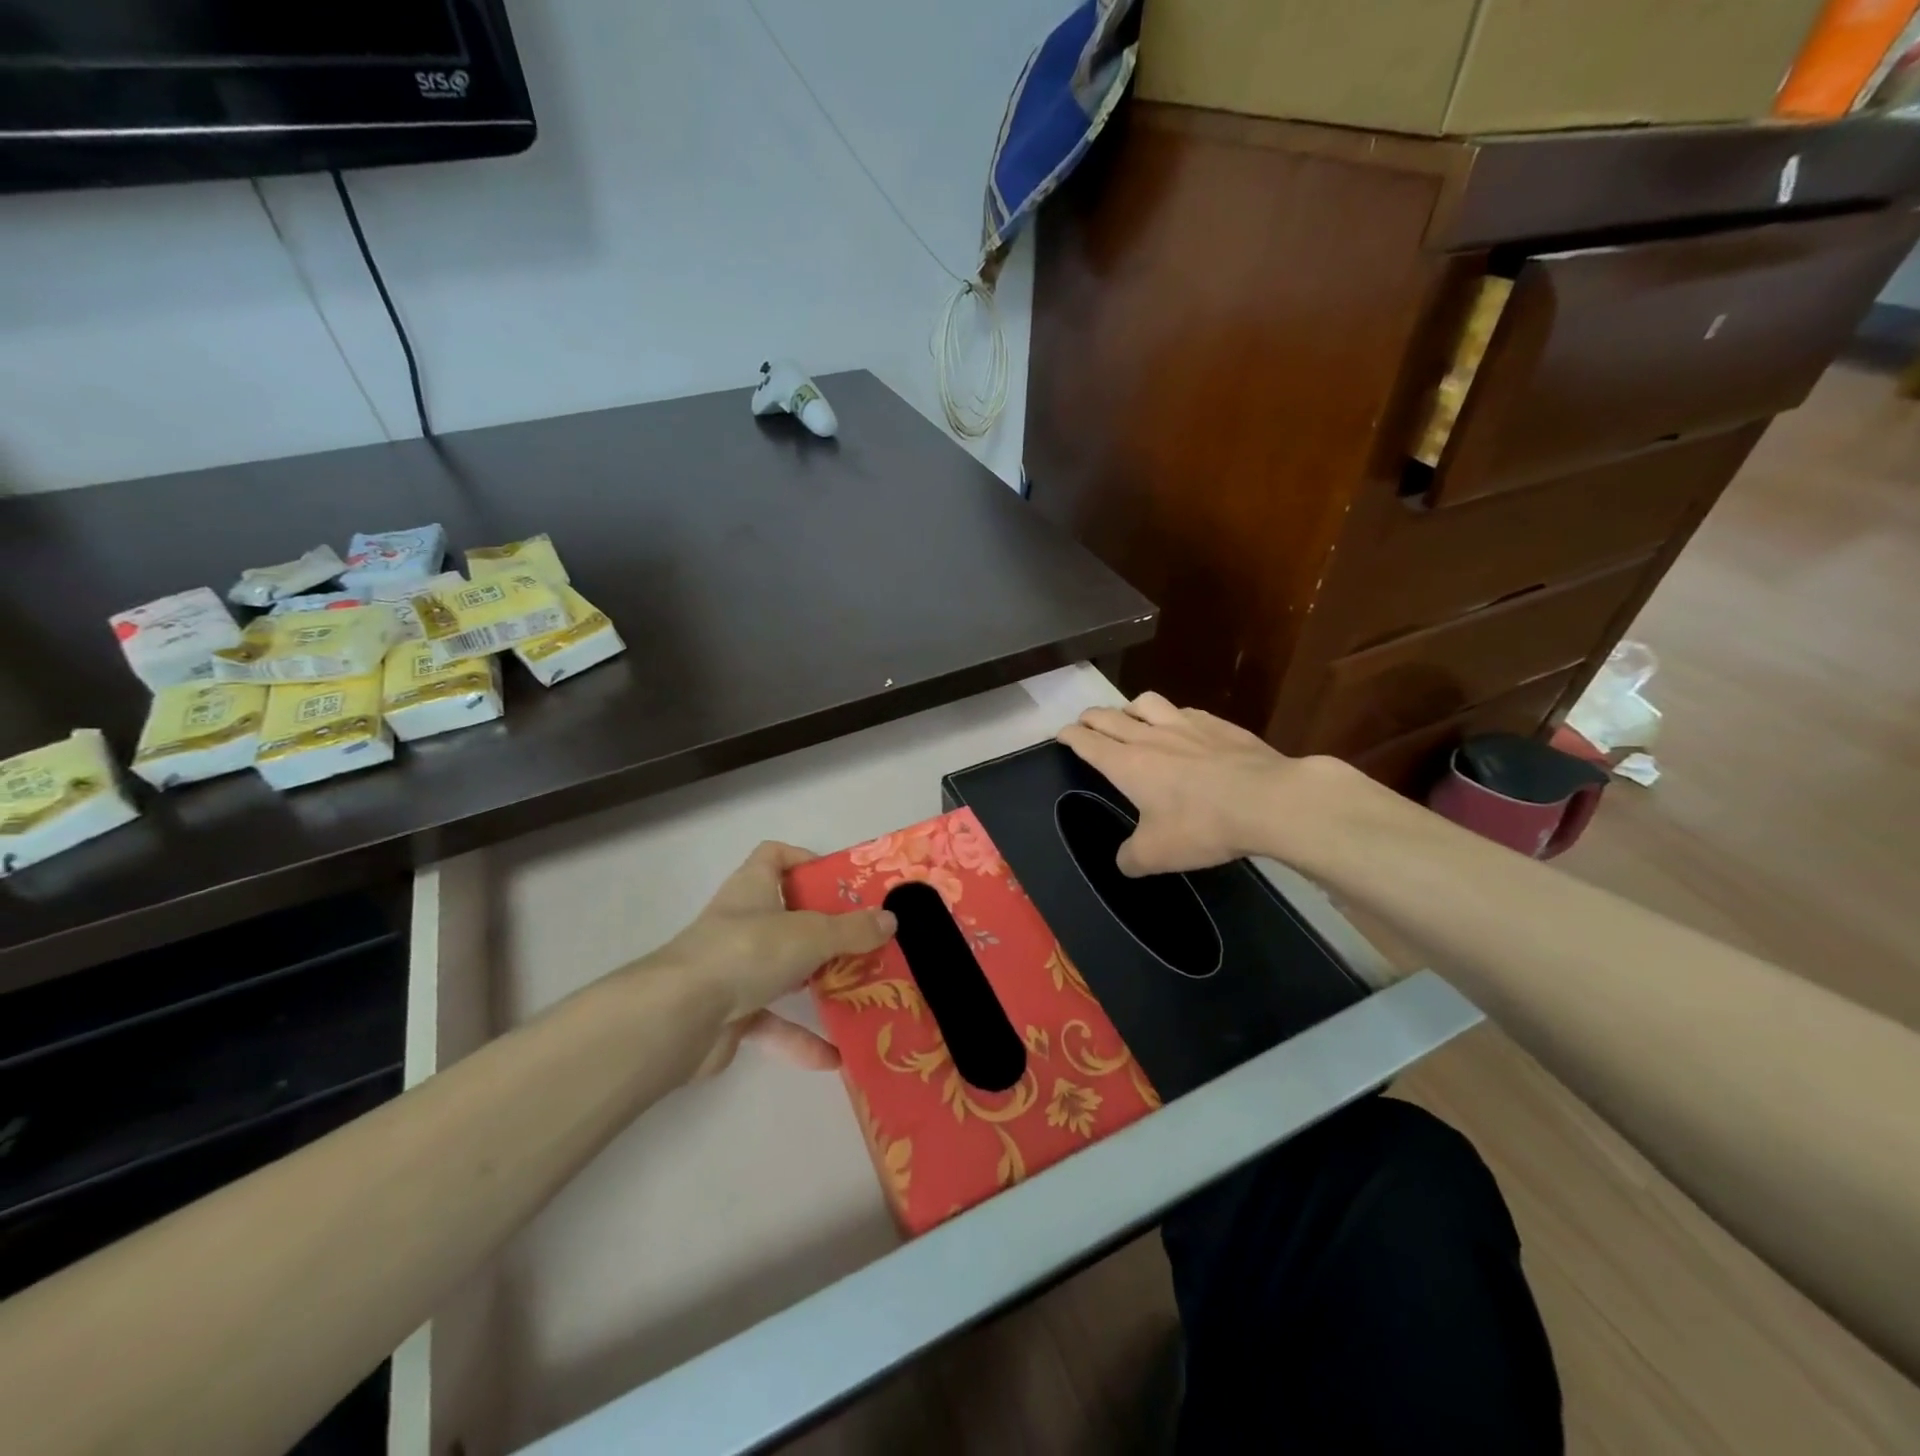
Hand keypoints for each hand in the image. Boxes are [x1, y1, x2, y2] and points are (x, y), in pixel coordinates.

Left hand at [649, 841, 894, 1077]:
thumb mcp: (811, 934)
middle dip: (826, 931)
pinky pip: (773, 1022)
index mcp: (754, 888)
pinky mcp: (730, 1013)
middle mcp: (742, 923)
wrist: (680, 1017)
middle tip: (866, 942)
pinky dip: (800, 1038)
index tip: (839, 883)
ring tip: (860, 993)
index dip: (805, 862)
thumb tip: (890, 921)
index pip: (775, 857)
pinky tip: (835, 1056)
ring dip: (818, 984)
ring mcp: (734, 969)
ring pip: (783, 970)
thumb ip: (852, 930)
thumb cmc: (747, 952)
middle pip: (788, 916)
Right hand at [1058, 692, 1353, 875]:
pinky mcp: (1218, 724)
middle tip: (1085, 723)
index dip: (1070, 736)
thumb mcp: (1157, 855)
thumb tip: (1124, 861)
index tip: (1061, 734)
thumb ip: (1131, 857)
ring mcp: (1186, 725)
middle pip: (1110, 716)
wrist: (1268, 800)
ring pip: (1146, 702)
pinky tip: (1182, 727)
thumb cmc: (1202, 826)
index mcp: (1127, 764)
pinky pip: (1184, 710)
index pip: (1088, 741)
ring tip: (1129, 717)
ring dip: (1129, 708)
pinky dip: (1172, 715)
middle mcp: (1150, 736)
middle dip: (1091, 718)